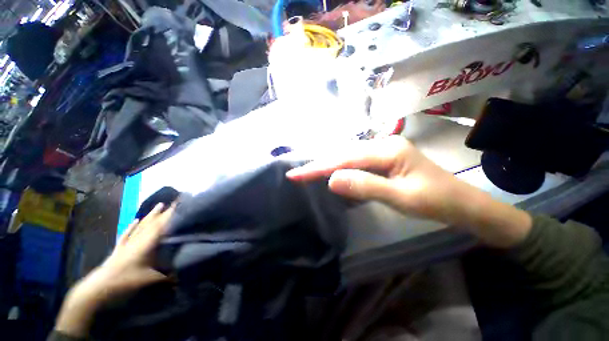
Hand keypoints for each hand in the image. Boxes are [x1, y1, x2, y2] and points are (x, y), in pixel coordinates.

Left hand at [55, 203, 174, 336]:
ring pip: (141, 226)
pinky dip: (131, 227)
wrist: (98, 289)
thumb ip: (168, 277)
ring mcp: (127, 244)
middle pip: (153, 223)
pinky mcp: (119, 249)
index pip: (162, 225)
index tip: (181, 204)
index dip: (172, 214)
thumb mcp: (150, 280)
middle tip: (175, 201)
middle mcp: (138, 240)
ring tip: (159, 205)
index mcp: (146, 244)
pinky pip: (127, 234)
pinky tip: (135, 220)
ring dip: (151, 215)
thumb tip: (183, 276)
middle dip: (165, 212)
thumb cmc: (125, 282)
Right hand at [287, 136, 531, 247]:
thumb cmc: (437, 202)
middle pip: (343, 154)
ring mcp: (383, 150)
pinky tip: (332, 172)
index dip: (318, 167)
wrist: (463, 204)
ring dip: (327, 165)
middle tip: (297, 174)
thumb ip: (366, 186)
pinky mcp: (384, 160)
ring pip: (347, 157)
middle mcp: (382, 144)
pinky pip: (356, 162)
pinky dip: (340, 167)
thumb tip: (333, 180)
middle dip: (318, 165)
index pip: (344, 159)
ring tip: (308, 173)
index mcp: (387, 150)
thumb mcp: (401, 197)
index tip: (296, 174)